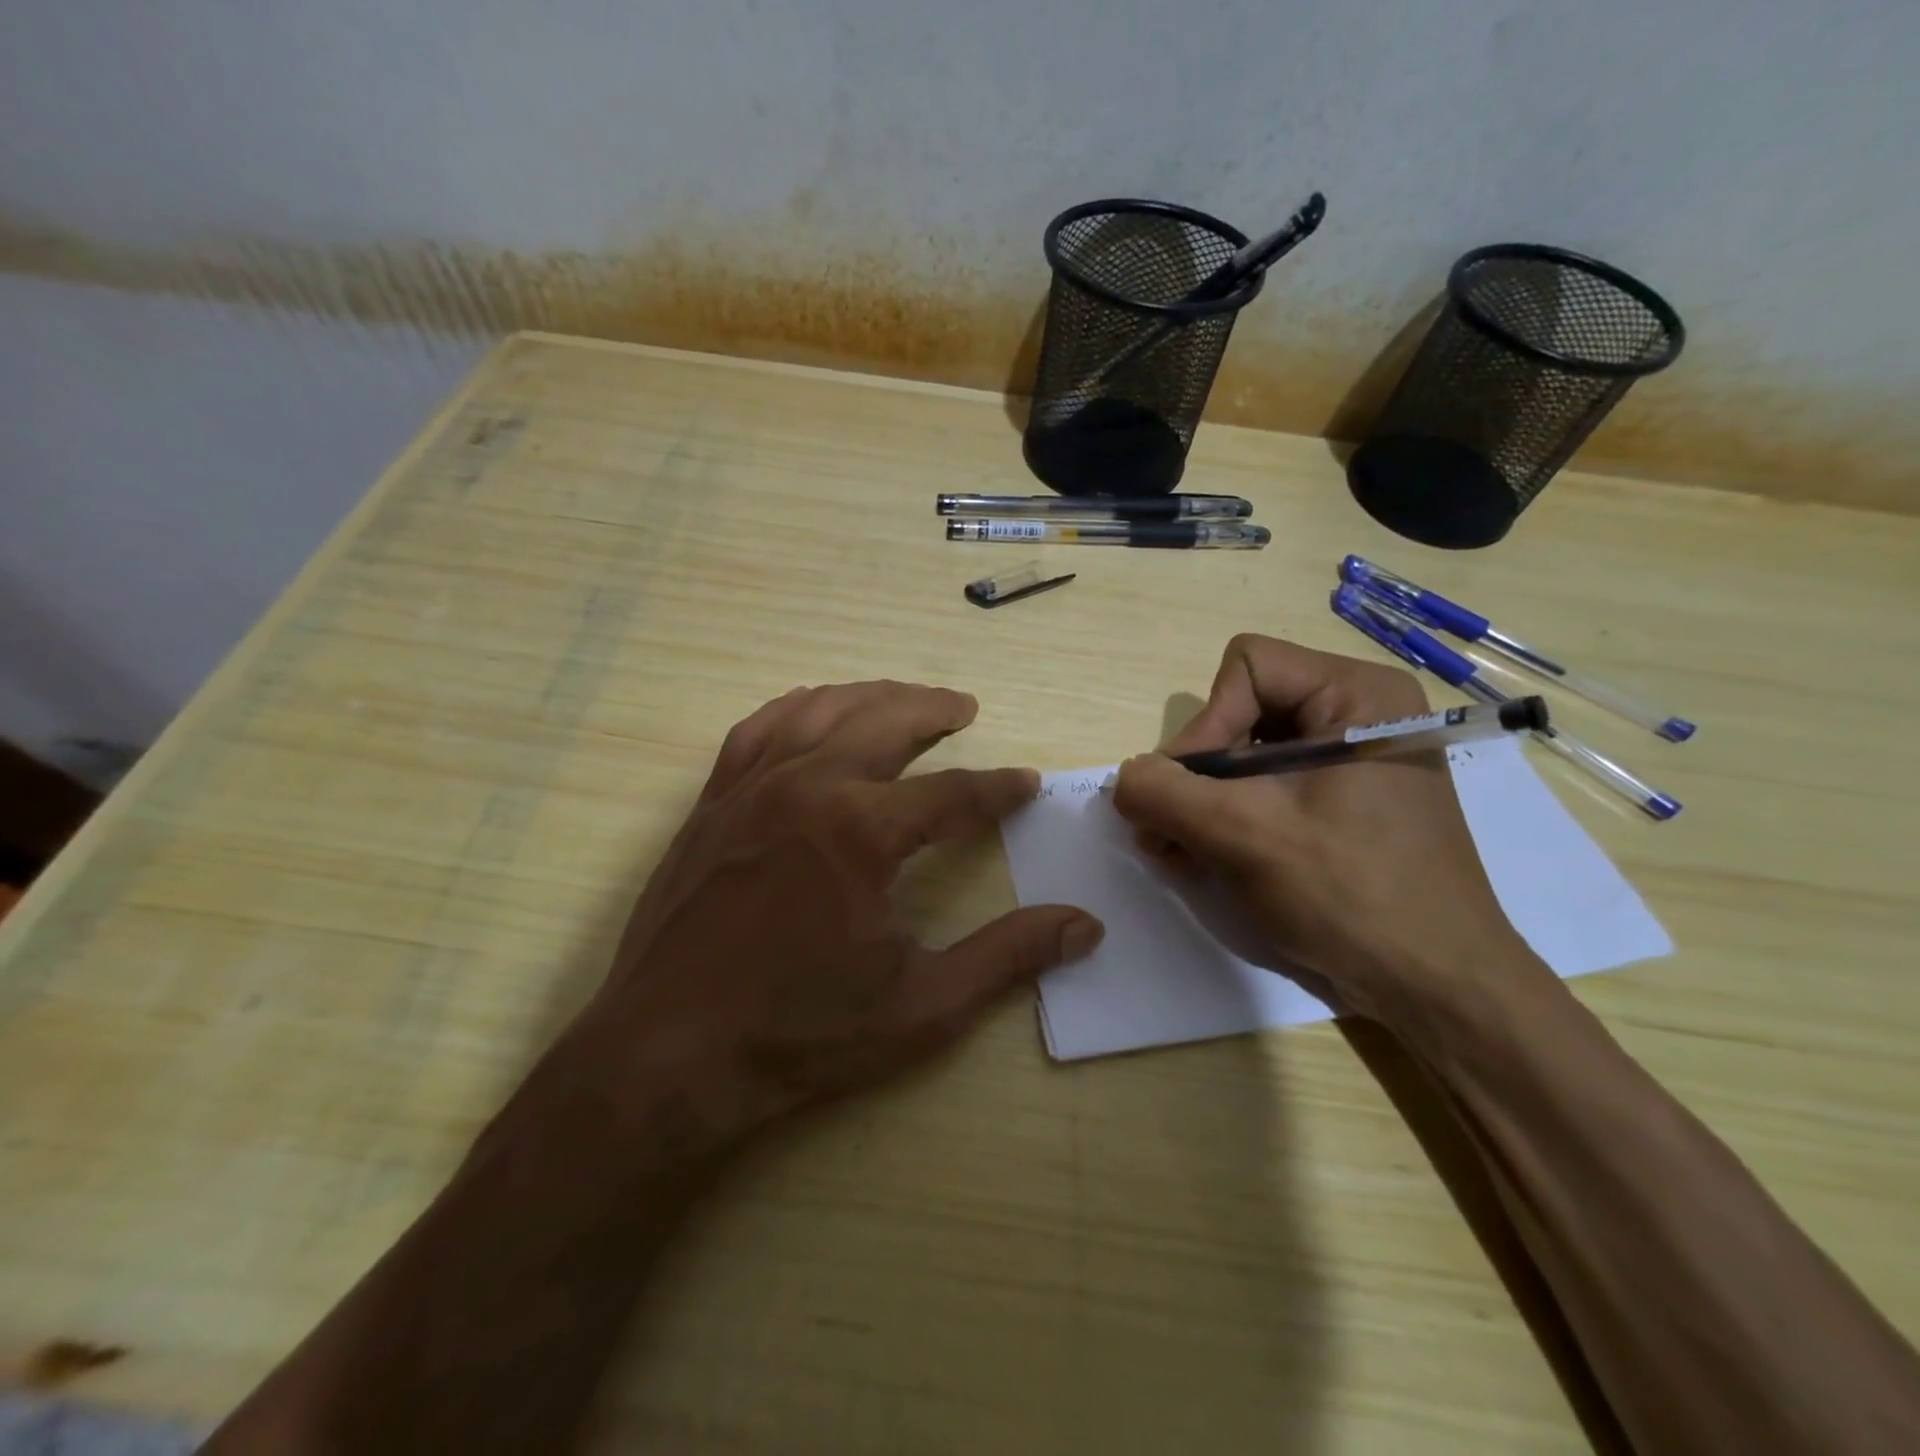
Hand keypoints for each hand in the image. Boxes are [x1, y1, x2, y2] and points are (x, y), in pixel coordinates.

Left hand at [558, 681, 1103, 1149]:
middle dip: (934, 710)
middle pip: (885, 722)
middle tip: (965, 709)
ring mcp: (751, 788)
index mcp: (863, 831)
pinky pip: (758, 729)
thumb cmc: (801, 1033)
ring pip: (821, 710)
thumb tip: (1085, 926)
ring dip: (871, 697)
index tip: (1026, 784)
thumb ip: (1008, 957)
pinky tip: (813, 709)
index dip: (998, 788)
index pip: (953, 793)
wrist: (668, 1055)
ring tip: (904, 699)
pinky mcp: (712, 802)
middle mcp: (807, 787)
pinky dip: (797, 708)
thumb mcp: (923, 1006)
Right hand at [1112, 635, 1549, 1027]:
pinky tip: (1202, 858)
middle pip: (1240, 712)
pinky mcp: (1341, 802)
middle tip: (1165, 831)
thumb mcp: (1243, 835)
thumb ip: (1164, 793)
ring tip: (1175, 851)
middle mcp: (1357, 713)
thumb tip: (1125, 779)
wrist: (1435, 988)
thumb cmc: (1350, 895)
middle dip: (1196, 774)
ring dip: (1201, 801)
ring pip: (1244, 753)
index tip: (1193, 795)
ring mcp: (1350, 761)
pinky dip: (1226, 817)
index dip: (1206, 726)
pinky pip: (1264, 787)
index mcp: (1357, 694)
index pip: (1246, 669)